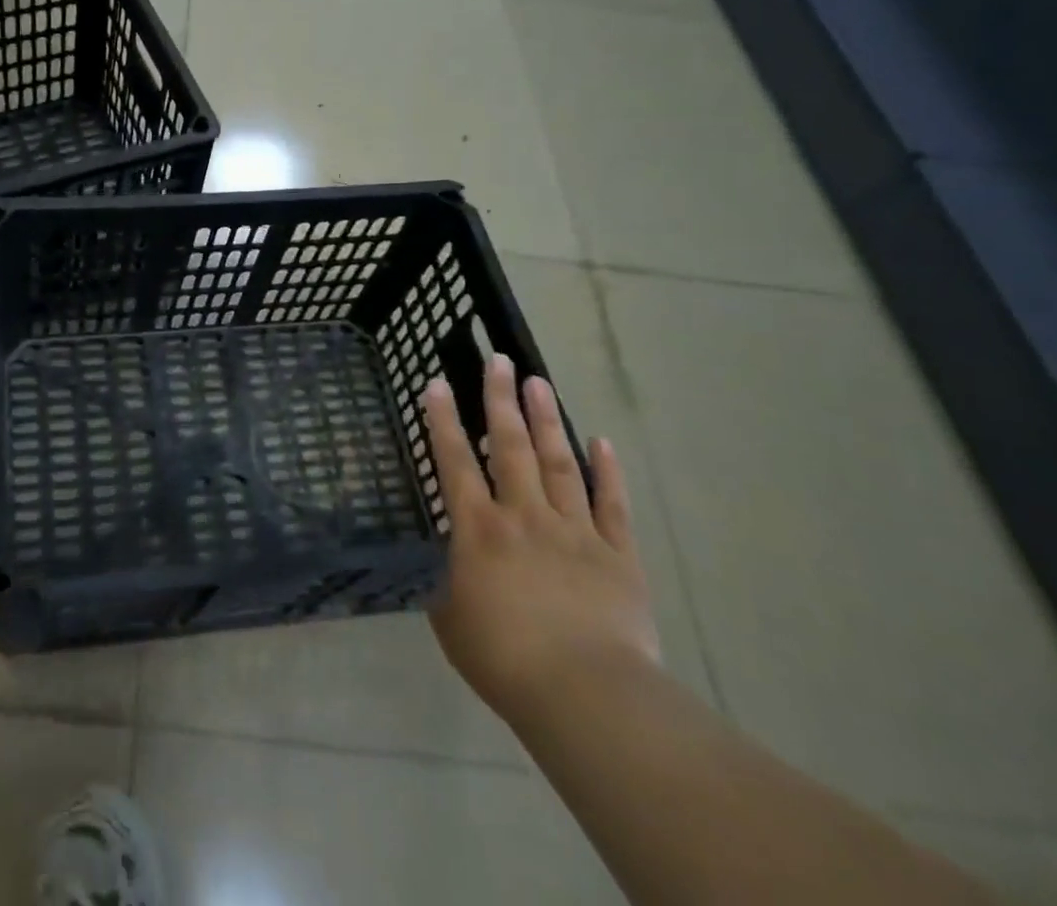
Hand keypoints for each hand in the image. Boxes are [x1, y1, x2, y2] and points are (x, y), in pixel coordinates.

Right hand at [423, 355, 659, 731]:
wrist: (587, 695)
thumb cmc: (504, 659)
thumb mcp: (450, 621)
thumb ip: (446, 584)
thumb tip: (446, 568)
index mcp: (478, 529)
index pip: (454, 461)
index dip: (443, 419)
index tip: (438, 382)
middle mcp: (523, 515)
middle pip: (509, 446)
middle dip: (501, 399)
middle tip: (499, 360)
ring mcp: (573, 530)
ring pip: (558, 462)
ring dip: (546, 420)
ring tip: (538, 382)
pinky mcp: (617, 554)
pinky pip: (612, 504)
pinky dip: (608, 472)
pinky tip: (602, 441)